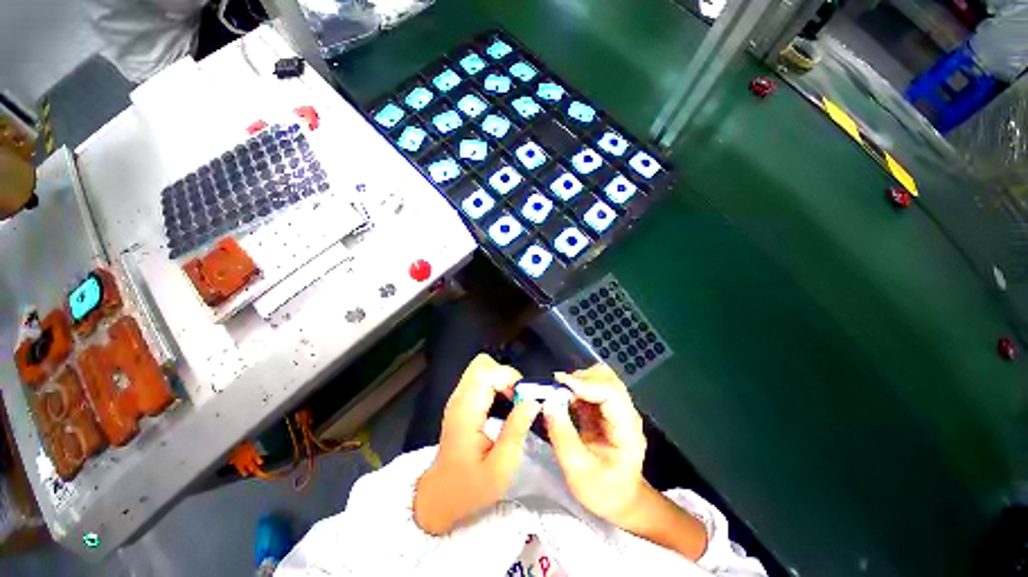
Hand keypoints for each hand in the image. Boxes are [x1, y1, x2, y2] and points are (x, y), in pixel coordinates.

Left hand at [413, 354, 541, 534]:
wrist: (439, 498)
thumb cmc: (469, 488)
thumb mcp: (500, 468)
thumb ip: (516, 431)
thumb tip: (533, 402)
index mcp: (466, 410)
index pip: (488, 372)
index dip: (511, 379)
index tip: (525, 400)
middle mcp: (460, 397)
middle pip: (483, 364)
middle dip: (507, 375)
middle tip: (519, 399)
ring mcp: (459, 398)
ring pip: (483, 368)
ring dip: (502, 380)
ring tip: (514, 404)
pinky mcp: (462, 402)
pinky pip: (481, 380)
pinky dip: (496, 385)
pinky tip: (504, 407)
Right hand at [543, 364, 647, 524]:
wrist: (620, 502)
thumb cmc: (603, 492)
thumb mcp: (578, 471)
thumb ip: (562, 436)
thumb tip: (548, 403)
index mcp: (627, 428)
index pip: (611, 392)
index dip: (585, 384)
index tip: (559, 385)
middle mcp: (625, 413)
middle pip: (607, 379)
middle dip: (581, 378)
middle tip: (557, 389)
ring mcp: (616, 410)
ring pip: (599, 379)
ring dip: (578, 381)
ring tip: (559, 394)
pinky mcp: (605, 411)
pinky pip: (591, 389)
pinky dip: (576, 389)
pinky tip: (563, 399)